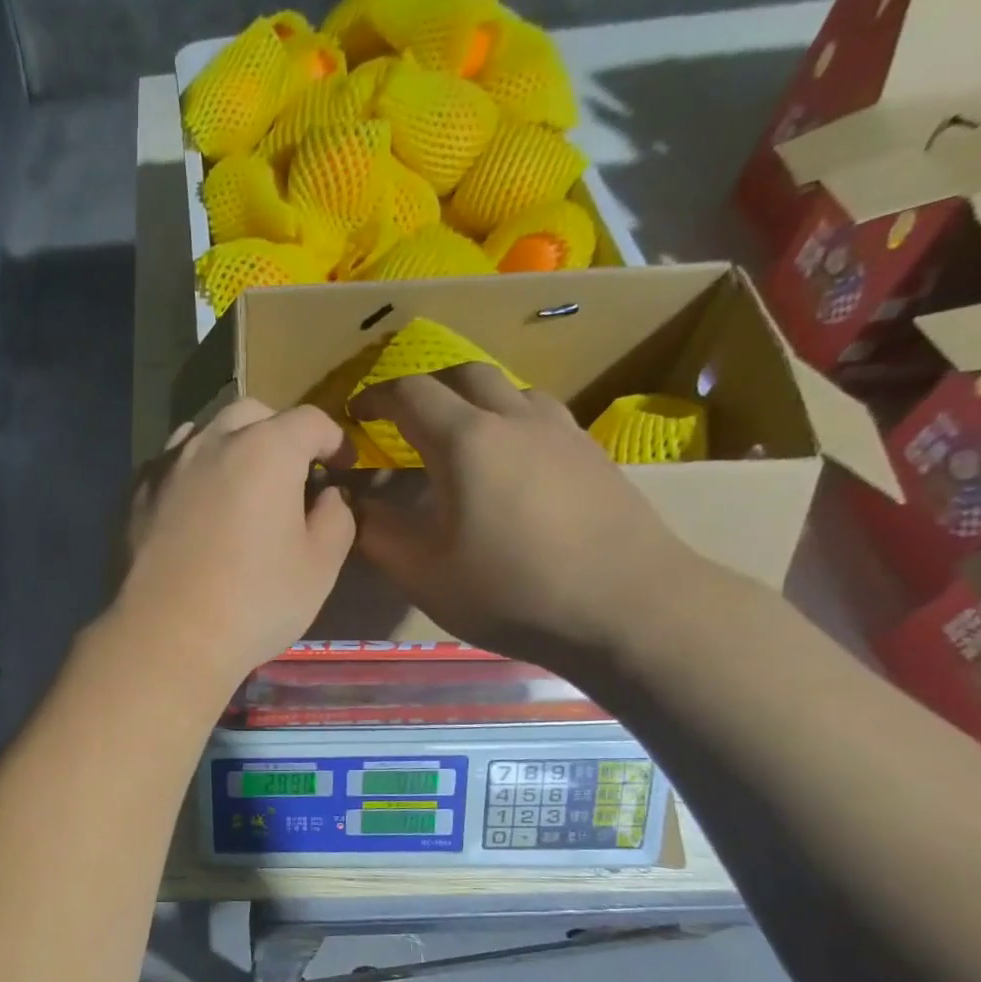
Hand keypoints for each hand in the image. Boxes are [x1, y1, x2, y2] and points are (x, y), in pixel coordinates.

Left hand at [112, 398, 354, 695]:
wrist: (164, 639)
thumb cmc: (253, 604)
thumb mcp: (319, 568)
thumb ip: (336, 518)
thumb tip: (328, 496)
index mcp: (266, 450)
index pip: (310, 421)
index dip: (334, 439)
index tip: (341, 465)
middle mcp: (211, 443)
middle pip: (251, 414)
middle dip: (278, 432)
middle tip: (289, 471)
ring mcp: (164, 466)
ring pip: (202, 433)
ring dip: (228, 446)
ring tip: (236, 484)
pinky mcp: (132, 495)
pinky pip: (168, 466)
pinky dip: (189, 474)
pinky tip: (192, 509)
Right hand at [349, 365, 703, 666]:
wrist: (627, 607)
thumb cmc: (510, 591)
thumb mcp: (423, 572)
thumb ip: (378, 533)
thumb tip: (353, 503)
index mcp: (465, 440)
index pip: (409, 393)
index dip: (375, 397)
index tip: (355, 414)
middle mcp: (515, 419)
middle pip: (464, 374)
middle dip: (425, 388)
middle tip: (403, 418)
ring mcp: (561, 431)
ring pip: (510, 390)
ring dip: (473, 401)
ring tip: (458, 437)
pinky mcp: (593, 453)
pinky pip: (541, 416)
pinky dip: (510, 421)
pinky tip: (510, 463)